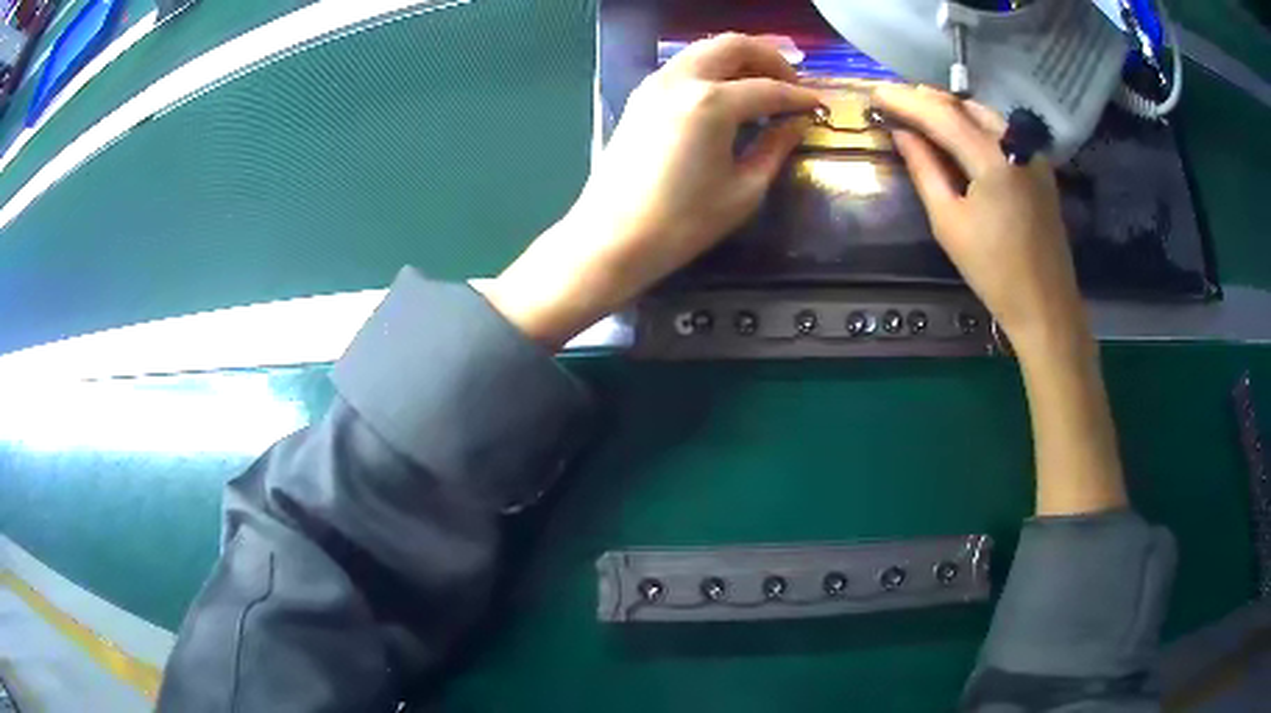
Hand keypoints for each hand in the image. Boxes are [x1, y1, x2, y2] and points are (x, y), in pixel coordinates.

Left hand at [482, 34, 821, 347]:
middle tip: (792, 85)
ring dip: (740, 59)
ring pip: (706, 49)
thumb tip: (797, 123)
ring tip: (764, 86)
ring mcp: (656, 83)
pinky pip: (685, 65)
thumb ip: (775, 147)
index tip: (820, 107)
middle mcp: (682, 79)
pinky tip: (728, 94)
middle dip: (771, 58)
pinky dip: (713, 69)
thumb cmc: (683, 222)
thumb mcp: (744, 190)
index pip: (769, 88)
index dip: (800, 98)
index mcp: (712, 102)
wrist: (613, 238)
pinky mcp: (641, 95)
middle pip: (734, 45)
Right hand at [870, 84, 1089, 356]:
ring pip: (984, 114)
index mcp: (993, 160)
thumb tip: (902, 134)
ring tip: (920, 110)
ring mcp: (1033, 154)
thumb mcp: (949, 222)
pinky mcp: (1039, 167)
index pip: (942, 114)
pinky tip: (957, 131)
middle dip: (927, 98)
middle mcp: (1016, 145)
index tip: (874, 91)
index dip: (905, 100)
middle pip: (965, 106)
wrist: (1045, 306)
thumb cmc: (993, 272)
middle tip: (894, 98)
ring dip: (951, 108)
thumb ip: (924, 170)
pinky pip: (1001, 131)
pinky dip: (974, 124)